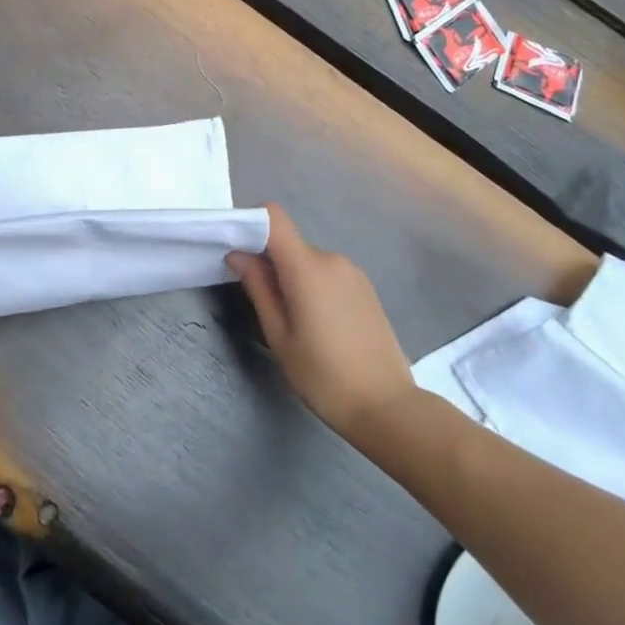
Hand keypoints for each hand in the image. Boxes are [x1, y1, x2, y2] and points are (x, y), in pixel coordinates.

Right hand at [227, 205, 414, 441]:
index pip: (274, 217)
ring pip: (308, 260)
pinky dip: (314, 286)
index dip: (251, 224)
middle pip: (289, 243)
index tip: (237, 251)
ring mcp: (353, 272)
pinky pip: (328, 273)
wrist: (387, 407)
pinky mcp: (366, 288)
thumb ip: (258, 288)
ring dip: (293, 277)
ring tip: (294, 322)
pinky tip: (320, 325)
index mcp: (307, 267)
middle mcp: (332, 259)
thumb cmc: (323, 375)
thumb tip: (238, 254)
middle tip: (261, 303)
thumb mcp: (279, 336)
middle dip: (269, 263)